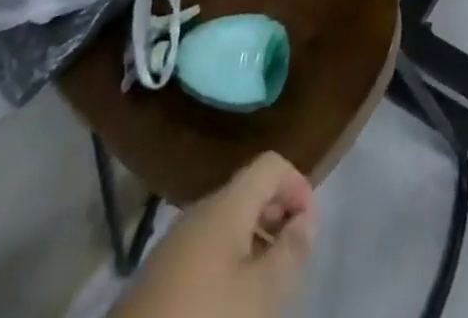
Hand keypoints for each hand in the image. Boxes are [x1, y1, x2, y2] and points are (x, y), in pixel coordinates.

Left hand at [108, 152, 315, 317]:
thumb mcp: (260, 295)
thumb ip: (291, 252)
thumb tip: (307, 218)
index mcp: (226, 204)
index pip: (271, 164)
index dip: (298, 186)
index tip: (308, 230)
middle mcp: (200, 211)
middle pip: (249, 192)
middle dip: (278, 216)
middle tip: (292, 261)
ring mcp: (175, 244)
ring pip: (228, 224)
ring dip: (255, 243)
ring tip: (266, 289)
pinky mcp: (159, 277)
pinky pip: (207, 251)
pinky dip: (229, 264)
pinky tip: (230, 307)